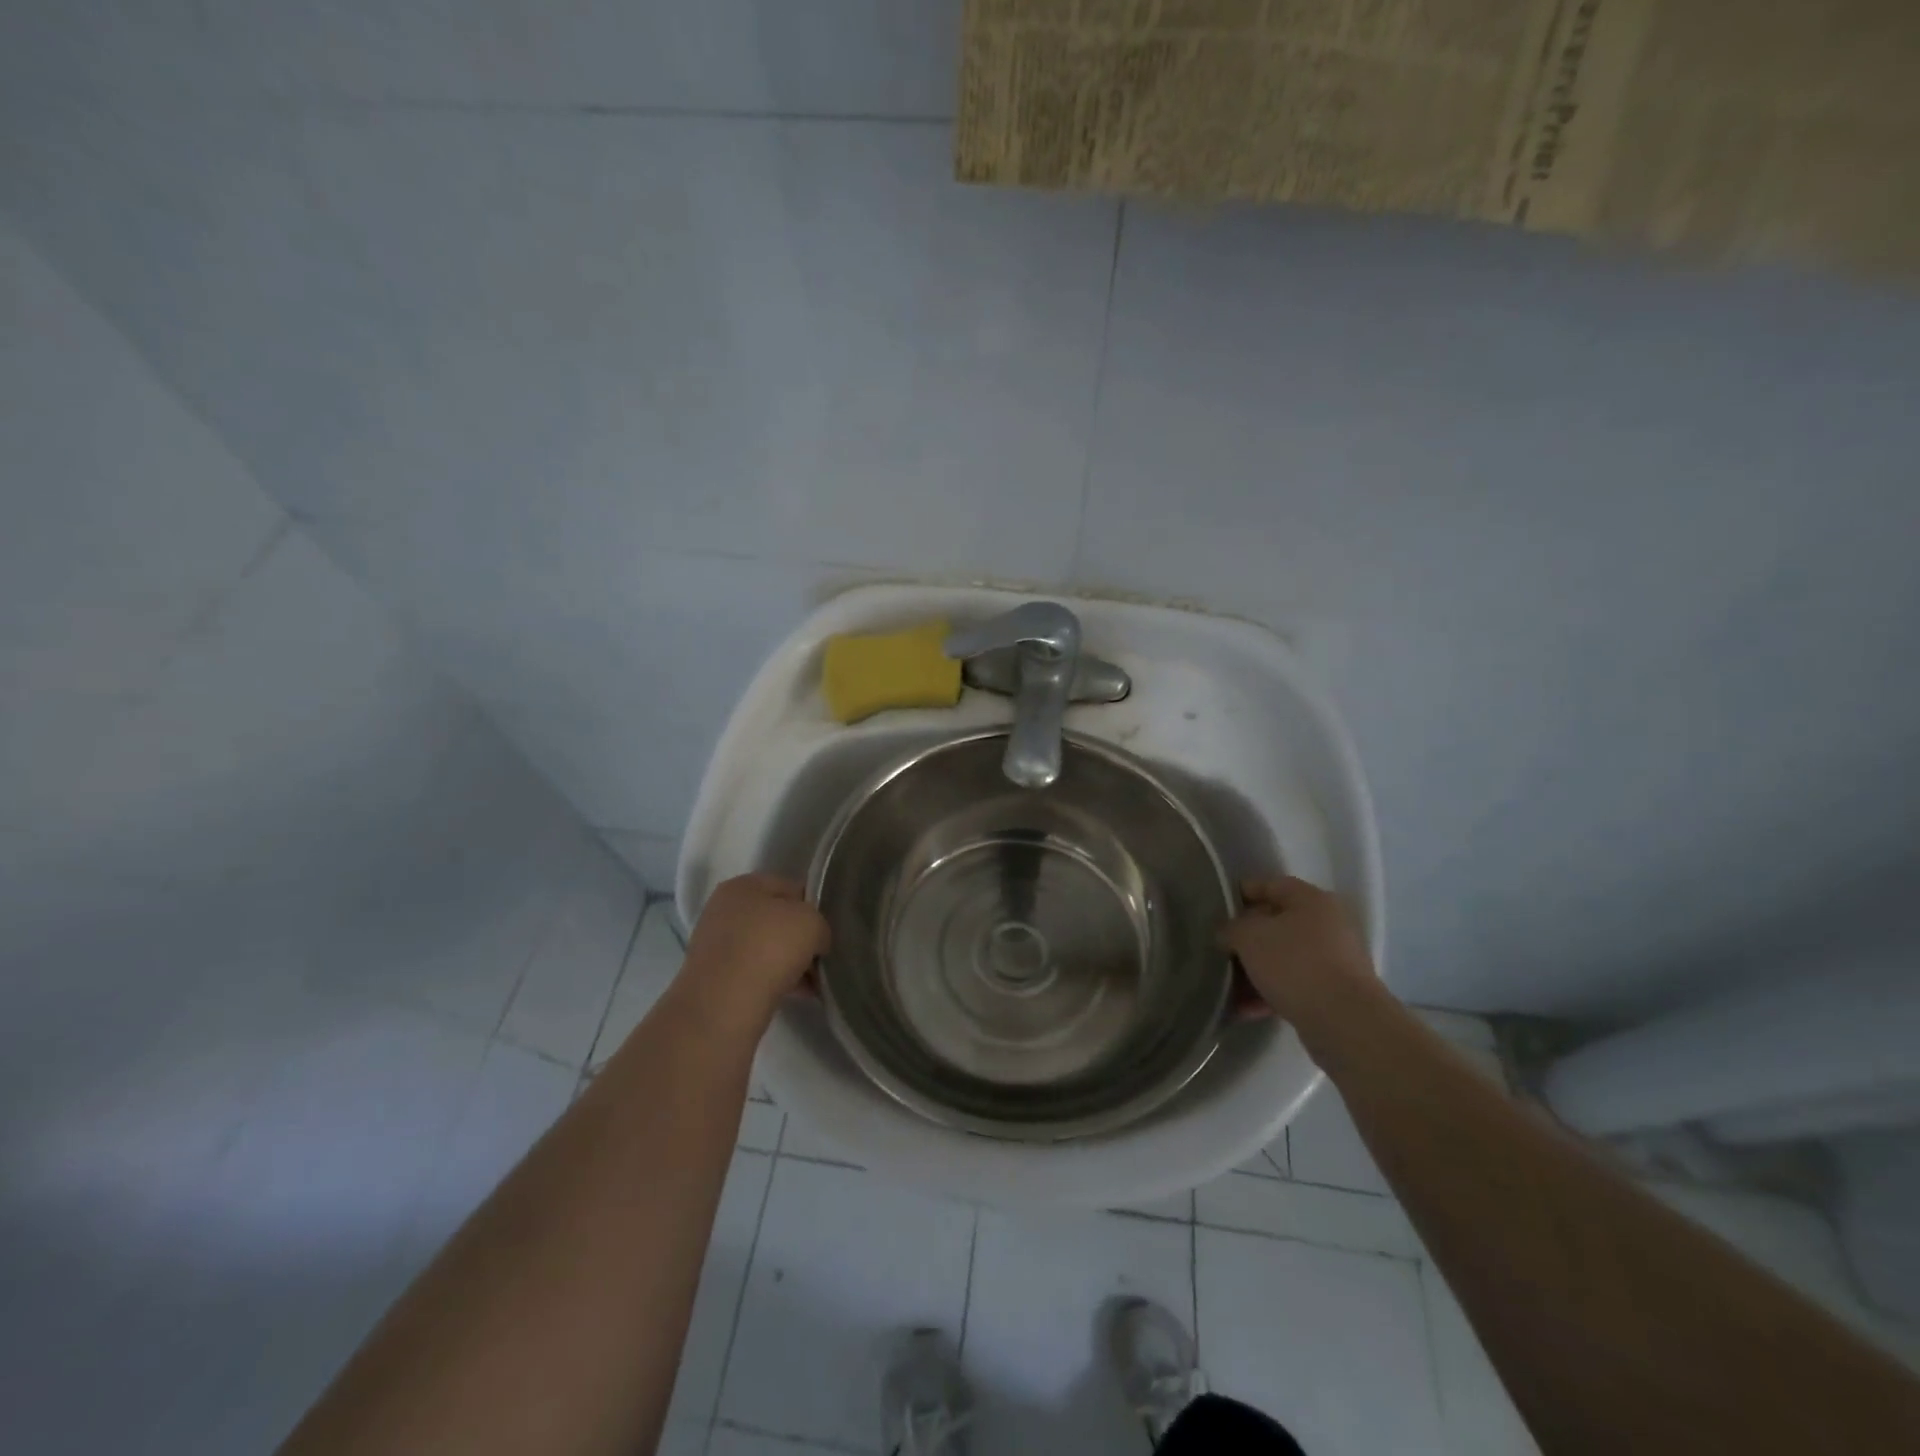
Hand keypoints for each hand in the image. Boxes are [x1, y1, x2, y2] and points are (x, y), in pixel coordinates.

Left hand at [680, 874, 829, 1021]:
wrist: (725, 1004)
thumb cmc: (769, 948)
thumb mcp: (812, 923)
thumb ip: (819, 925)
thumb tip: (815, 941)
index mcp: (742, 886)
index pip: (789, 887)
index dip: (813, 906)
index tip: (827, 928)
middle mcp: (724, 911)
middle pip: (776, 920)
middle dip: (801, 939)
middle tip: (822, 956)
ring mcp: (717, 946)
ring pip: (767, 949)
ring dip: (792, 963)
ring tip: (815, 982)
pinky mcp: (716, 979)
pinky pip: (756, 974)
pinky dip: (777, 981)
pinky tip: (800, 995)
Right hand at [1220, 876, 1375, 1021]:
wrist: (1345, 1022)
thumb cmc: (1295, 964)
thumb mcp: (1249, 937)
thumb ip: (1231, 928)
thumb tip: (1228, 934)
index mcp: (1311, 900)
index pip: (1269, 885)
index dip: (1240, 893)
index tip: (1216, 909)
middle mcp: (1327, 925)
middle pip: (1276, 924)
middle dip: (1245, 938)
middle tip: (1220, 949)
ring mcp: (1333, 960)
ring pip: (1283, 958)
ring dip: (1254, 970)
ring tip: (1227, 986)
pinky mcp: (1333, 993)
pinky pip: (1293, 985)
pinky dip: (1269, 993)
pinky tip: (1245, 1009)